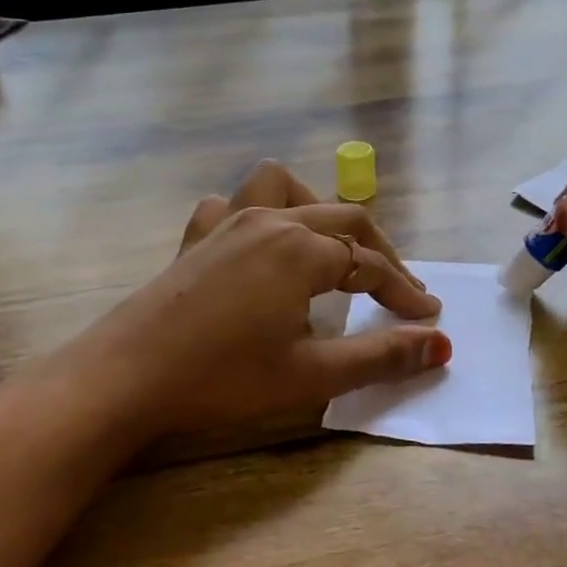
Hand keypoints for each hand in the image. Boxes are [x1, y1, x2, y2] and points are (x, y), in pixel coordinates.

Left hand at [75, 162, 447, 439]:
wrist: (126, 377)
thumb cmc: (223, 378)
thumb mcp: (311, 374)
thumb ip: (380, 357)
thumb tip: (441, 346)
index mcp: (302, 249)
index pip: (371, 266)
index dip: (405, 292)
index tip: (428, 318)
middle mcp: (270, 220)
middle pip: (343, 219)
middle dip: (380, 253)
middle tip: (399, 291)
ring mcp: (227, 222)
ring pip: (286, 189)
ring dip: (318, 211)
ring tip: (328, 249)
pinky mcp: (195, 238)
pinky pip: (232, 205)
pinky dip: (254, 215)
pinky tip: (255, 246)